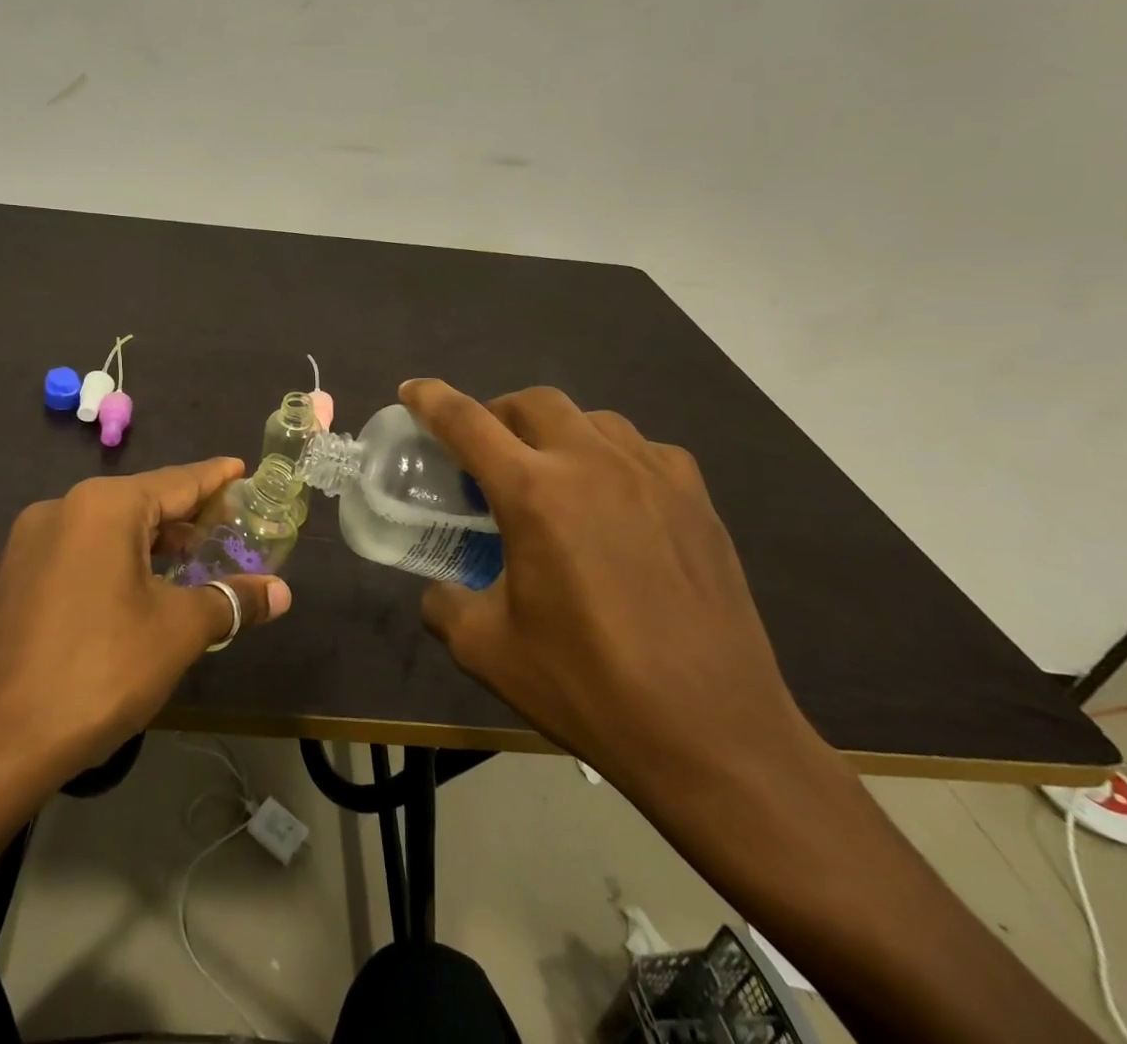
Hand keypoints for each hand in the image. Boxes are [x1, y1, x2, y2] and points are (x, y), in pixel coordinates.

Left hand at [0, 459, 292, 781]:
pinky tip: (139, 587)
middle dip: (185, 516)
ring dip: (151, 541)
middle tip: (226, 525)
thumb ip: (231, 601)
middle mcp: (63, 508)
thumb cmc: (100, 670)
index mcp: (104, 506)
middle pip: (141, 502)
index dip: (214, 478)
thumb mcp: (178, 631)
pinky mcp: (15, 575)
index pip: (176, 481)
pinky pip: (80, 550)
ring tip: (191, 558)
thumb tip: (281, 594)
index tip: (239, 468)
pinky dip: (117, 558)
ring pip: (108, 528)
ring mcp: (32, 542)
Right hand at [400, 380, 828, 817]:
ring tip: (552, 474)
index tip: (412, 391)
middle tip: (487, 454)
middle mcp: (591, 465)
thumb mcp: (487, 650)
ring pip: (592, 418)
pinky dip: (613, 458)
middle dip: (498, 414)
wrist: (714, 735)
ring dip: (557, 432)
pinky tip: (615, 500)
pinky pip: (643, 450)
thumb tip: (440, 590)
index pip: (466, 422)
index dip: (430, 399)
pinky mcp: (696, 499)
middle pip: (532, 402)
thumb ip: (445, 604)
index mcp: (534, 494)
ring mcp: (652, 476)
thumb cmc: (588, 687)